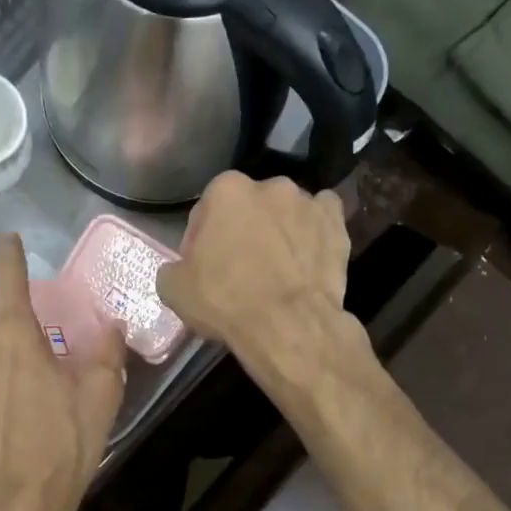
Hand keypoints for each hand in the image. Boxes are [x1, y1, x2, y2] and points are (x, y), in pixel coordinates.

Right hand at [156, 172, 355, 378]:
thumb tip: (181, 269)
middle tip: (239, 268)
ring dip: (278, 230)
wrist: (288, 325)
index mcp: (225, 190)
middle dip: (242, 230)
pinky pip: (322, 220)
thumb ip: (174, 267)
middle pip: (248, 207)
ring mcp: (307, 202)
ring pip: (286, 212)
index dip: (200, 241)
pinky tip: (307, 255)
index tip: (202, 268)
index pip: (205, 211)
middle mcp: (269, 185)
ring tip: (277, 267)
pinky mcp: (337, 224)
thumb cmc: (225, 301)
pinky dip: (314, 232)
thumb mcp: (173, 289)